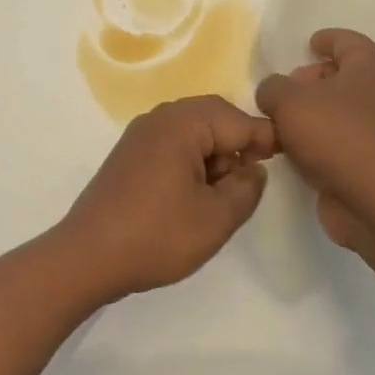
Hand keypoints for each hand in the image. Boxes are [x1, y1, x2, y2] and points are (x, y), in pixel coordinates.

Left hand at [56, 96, 278, 299]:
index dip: (265, 139)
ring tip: (220, 196)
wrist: (87, 257)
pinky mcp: (128, 157)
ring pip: (192, 133)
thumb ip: (247, 188)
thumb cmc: (157, 235)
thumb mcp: (216, 218)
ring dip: (214, 156)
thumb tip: (253, 169)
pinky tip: (193, 196)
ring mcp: (139, 137)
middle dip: (237, 146)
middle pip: (213, 118)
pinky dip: (191, 163)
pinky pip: (172, 146)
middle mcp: (158, 119)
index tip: (287, 161)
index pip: (237, 119)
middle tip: (249, 182)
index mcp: (181, 123)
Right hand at [255, 29, 374, 252]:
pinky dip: (318, 138)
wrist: (374, 199)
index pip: (348, 41)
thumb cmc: (335, 135)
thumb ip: (272, 88)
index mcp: (369, 68)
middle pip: (343, 75)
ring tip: (280, 121)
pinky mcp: (371, 159)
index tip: (309, 43)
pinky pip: (340, 138)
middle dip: (312, 79)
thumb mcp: (288, 101)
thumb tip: (273, 93)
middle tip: (285, 89)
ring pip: (340, 109)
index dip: (327, 39)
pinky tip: (293, 149)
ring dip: (312, 112)